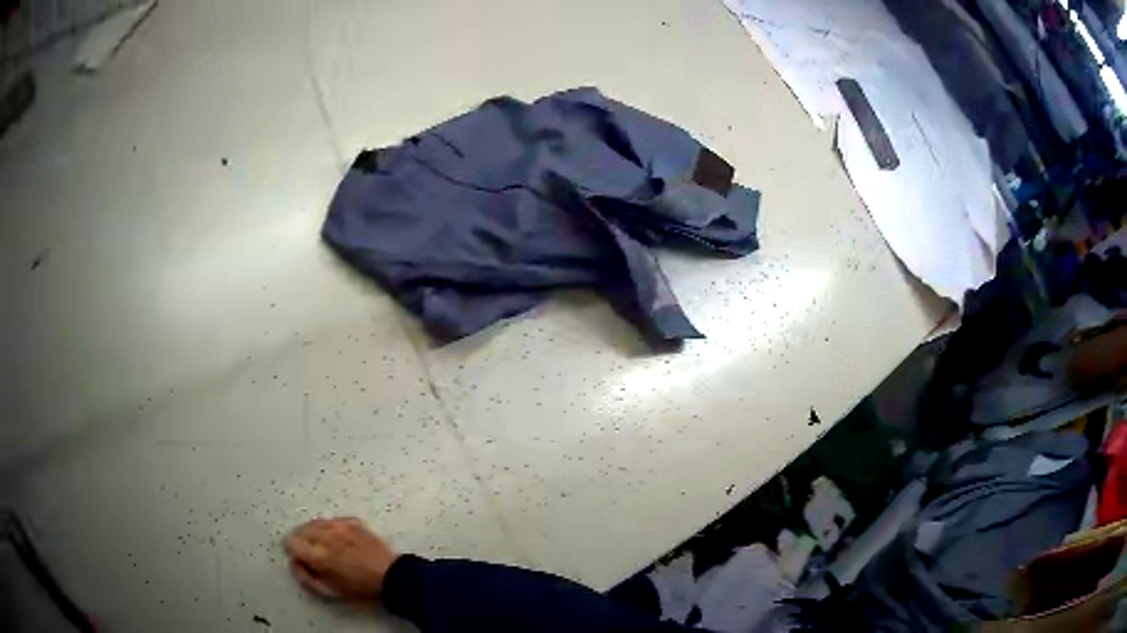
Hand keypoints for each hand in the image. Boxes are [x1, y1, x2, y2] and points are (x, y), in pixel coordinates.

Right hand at [284, 517, 399, 601]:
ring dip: (315, 533)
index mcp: (318, 554)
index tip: (303, 560)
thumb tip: (294, 562)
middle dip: (303, 542)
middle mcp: (326, 535)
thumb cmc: (361, 588)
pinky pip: (332, 521)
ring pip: (315, 523)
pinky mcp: (352, 521)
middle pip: (300, 530)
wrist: (393, 576)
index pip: (290, 542)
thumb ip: (306, 577)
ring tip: (327, 547)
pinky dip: (331, 529)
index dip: (294, 552)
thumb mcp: (330, 592)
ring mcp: (340, 525)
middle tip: (315, 555)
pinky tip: (340, 540)